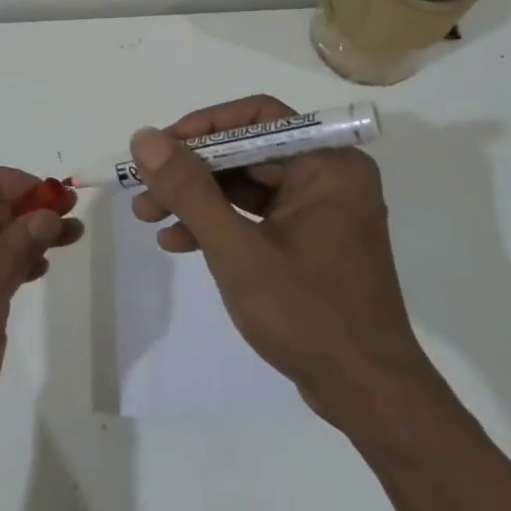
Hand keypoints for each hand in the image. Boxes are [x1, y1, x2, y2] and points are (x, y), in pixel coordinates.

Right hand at [129, 96, 429, 427]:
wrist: (367, 393)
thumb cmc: (307, 314)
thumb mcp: (237, 249)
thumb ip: (189, 190)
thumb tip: (145, 139)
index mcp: (328, 164)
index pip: (257, 117)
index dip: (202, 127)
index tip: (158, 149)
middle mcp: (328, 177)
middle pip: (247, 152)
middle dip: (191, 171)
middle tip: (143, 190)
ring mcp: (321, 212)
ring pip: (246, 186)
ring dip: (197, 199)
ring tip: (148, 218)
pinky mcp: (310, 242)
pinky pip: (257, 216)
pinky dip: (218, 225)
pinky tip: (179, 243)